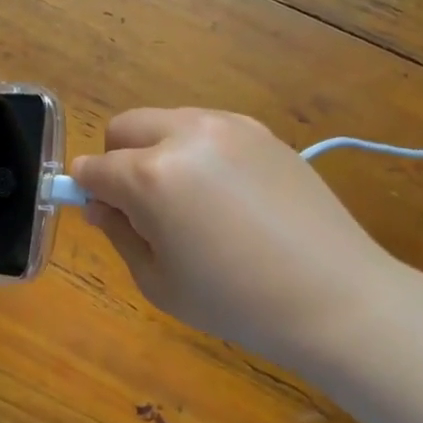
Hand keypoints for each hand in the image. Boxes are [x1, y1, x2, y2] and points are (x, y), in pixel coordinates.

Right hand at [73, 109, 399, 358]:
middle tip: (143, 206)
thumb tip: (100, 204)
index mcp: (152, 176)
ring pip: (166, 120)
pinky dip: (196, 149)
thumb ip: (119, 232)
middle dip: (118, 160)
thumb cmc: (236, 302)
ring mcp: (229, 126)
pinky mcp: (261, 131)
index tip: (101, 214)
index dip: (87, 192)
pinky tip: (226, 194)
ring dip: (157, 150)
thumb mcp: (158, 281)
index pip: (94, 168)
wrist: (335, 297)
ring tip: (190, 201)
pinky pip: (207, 127)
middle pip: (124, 127)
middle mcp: (186, 135)